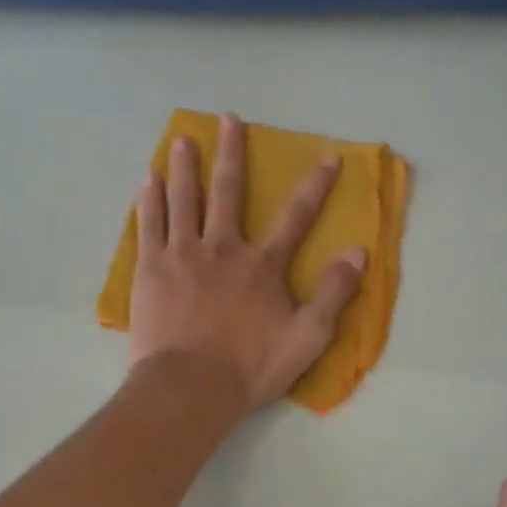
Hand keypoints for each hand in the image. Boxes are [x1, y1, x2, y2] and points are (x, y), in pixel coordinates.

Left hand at [128, 112, 366, 410]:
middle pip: (228, 192)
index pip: (296, 217)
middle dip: (231, 153)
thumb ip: (334, 294)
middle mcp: (222, 248)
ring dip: (185, 166)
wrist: (189, 387)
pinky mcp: (150, 269)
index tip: (329, 157)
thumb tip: (358, 252)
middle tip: (228, 119)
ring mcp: (182, 254)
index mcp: (261, 265)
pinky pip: (149, 225)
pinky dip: (149, 200)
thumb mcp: (307, 337)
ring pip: (184, 199)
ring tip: (182, 138)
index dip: (316, 186)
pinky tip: (148, 179)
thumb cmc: (249, 366)